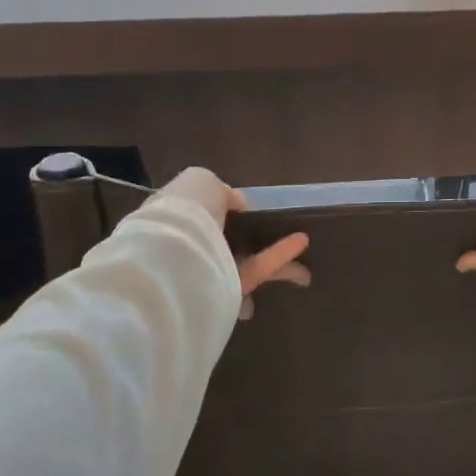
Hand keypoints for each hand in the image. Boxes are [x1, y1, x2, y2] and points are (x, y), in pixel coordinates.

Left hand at [155, 168, 309, 319]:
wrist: (170, 259)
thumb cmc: (182, 213)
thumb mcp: (201, 182)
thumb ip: (223, 191)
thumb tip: (238, 204)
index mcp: (174, 219)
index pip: (199, 214)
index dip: (222, 209)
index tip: (245, 208)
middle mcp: (188, 249)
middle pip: (224, 242)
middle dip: (247, 239)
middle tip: (273, 232)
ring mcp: (208, 274)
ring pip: (245, 261)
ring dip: (274, 252)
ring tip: (305, 244)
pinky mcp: (227, 294)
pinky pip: (256, 271)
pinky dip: (279, 257)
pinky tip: (301, 242)